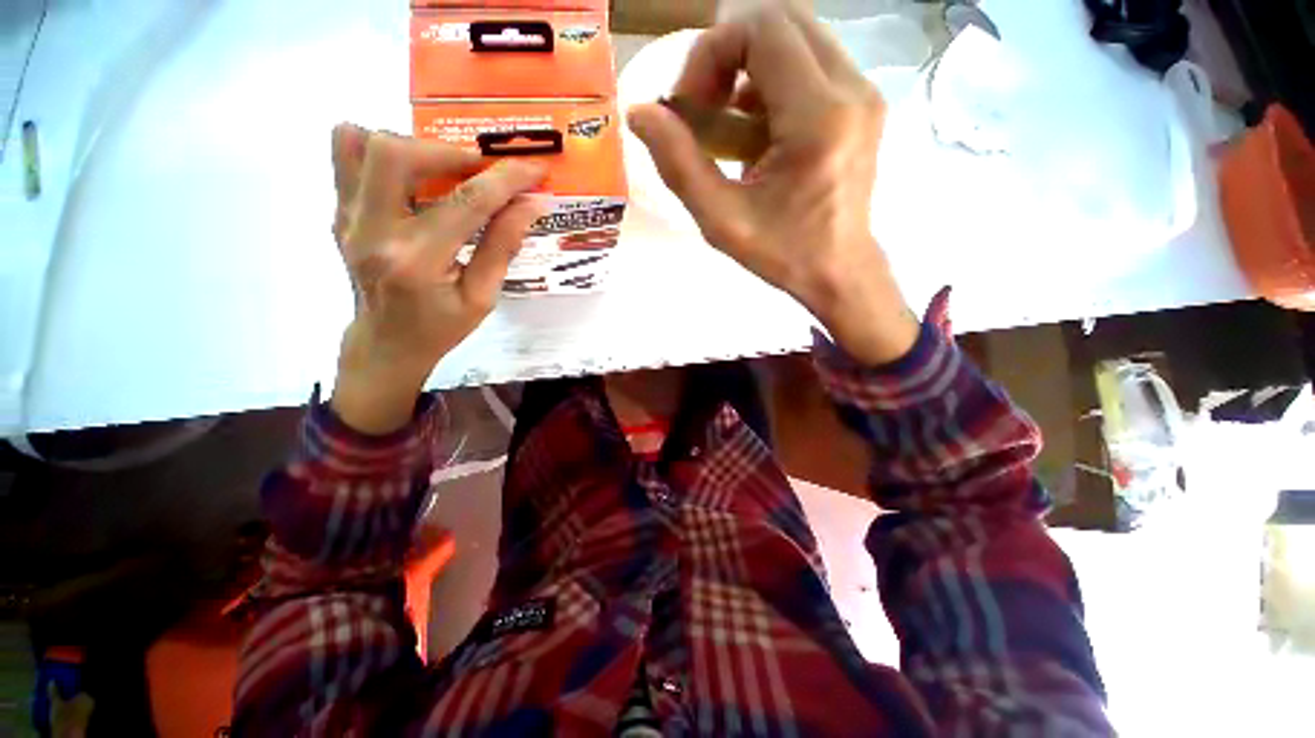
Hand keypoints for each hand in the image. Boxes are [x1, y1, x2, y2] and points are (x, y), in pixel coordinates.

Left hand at [329, 124, 545, 433]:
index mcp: (418, 261)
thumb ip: (504, 245)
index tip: (534, 169)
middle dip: (449, 153)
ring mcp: (346, 217)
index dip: (507, 179)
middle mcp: (372, 230)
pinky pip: (345, 154)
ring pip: (359, 142)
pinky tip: (413, 179)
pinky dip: (382, 151)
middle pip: (395, 154)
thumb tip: (533, 203)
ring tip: (443, 171)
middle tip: (480, 171)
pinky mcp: (339, 211)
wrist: (385, 344)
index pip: (468, 202)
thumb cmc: (440, 327)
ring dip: (411, 146)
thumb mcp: (483, 297)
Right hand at [627, 6, 919, 364]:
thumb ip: (678, 165)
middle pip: (781, 20)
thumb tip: (639, 112)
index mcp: (818, 117)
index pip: (761, 29)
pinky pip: (809, 64)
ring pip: (795, 37)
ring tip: (724, 122)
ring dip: (747, 67)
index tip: (689, 106)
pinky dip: (769, 83)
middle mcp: (851, 88)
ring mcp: (862, 92)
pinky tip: (753, 131)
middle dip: (727, 53)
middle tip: (703, 107)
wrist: (839, 271)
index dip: (711, 53)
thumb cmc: (782, 254)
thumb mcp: (721, 220)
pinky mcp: (861, 103)